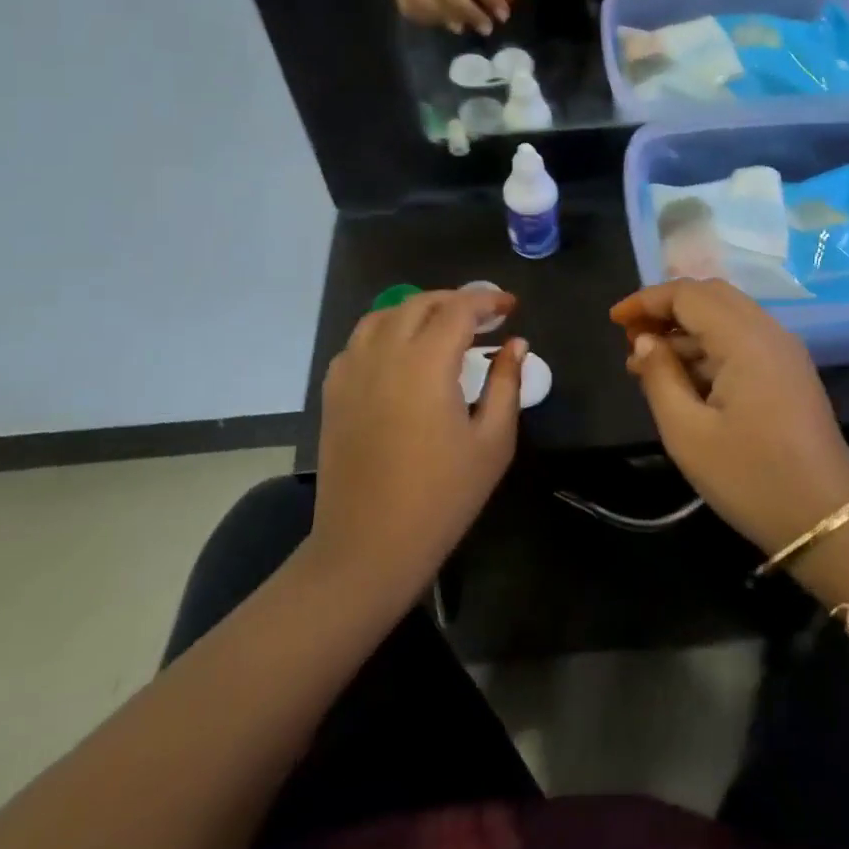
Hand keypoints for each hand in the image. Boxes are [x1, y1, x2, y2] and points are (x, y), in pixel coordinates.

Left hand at [312, 289, 525, 606]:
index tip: (511, 306)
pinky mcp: (333, 393)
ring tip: (441, 328)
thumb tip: (516, 344)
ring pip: (383, 315)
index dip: (488, 300)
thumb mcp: (492, 442)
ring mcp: (352, 372)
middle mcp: (384, 354)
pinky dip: (385, 333)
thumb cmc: (441, 497)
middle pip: (420, 303)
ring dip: (417, 311)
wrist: (368, 548)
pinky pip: (358, 342)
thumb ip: (506, 384)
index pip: (459, 308)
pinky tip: (400, 356)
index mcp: (426, 363)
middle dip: (455, 300)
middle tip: (483, 317)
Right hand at [611, 280, 848, 556]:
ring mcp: (784, 350)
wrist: (828, 521)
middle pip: (710, 296)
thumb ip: (660, 377)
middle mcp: (769, 331)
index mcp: (745, 339)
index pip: (688, 294)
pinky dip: (709, 345)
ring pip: (727, 316)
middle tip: (630, 336)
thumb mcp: (688, 433)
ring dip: (686, 328)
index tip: (614, 320)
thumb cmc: (751, 478)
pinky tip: (684, 377)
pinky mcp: (790, 371)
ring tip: (646, 362)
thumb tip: (643, 340)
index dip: (647, 300)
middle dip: (666, 308)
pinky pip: (743, 338)